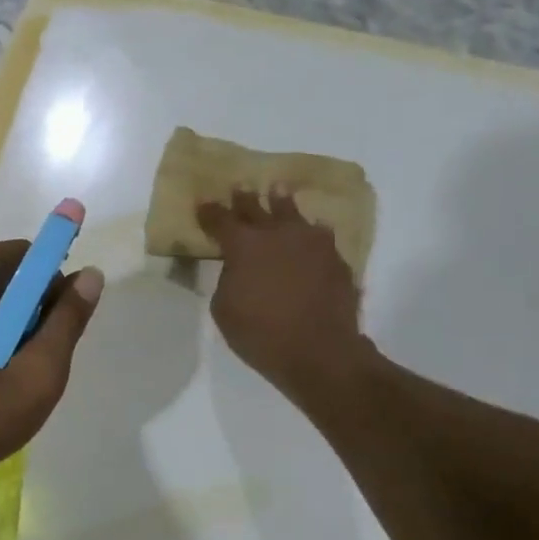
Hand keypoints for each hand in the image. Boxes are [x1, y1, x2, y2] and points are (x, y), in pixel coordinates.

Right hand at [198, 188, 368, 402]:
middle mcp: (277, 234)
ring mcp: (310, 243)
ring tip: (278, 189)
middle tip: (240, 186)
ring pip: (292, 213)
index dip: (209, 212)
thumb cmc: (261, 334)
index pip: (220, 220)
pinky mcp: (335, 258)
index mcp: (243, 245)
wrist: (321, 352)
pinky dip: (309, 232)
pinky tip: (311, 232)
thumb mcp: (224, 309)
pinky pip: (319, 236)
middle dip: (244, 198)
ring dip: (282, 201)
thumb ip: (227, 279)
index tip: (203, 203)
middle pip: (256, 208)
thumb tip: (238, 268)